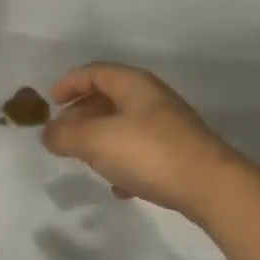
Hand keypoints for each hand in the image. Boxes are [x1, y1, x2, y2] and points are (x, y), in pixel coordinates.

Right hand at [41, 63, 247, 218]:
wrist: (211, 187)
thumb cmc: (148, 152)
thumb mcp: (96, 141)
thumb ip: (65, 135)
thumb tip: (47, 132)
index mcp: (133, 84)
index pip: (94, 72)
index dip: (69, 83)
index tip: (50, 102)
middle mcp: (151, 98)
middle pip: (109, 97)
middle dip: (82, 114)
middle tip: (63, 134)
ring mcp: (168, 126)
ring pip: (124, 124)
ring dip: (101, 138)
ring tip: (85, 159)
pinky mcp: (179, 153)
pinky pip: (142, 150)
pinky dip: (123, 161)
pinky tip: (118, 186)